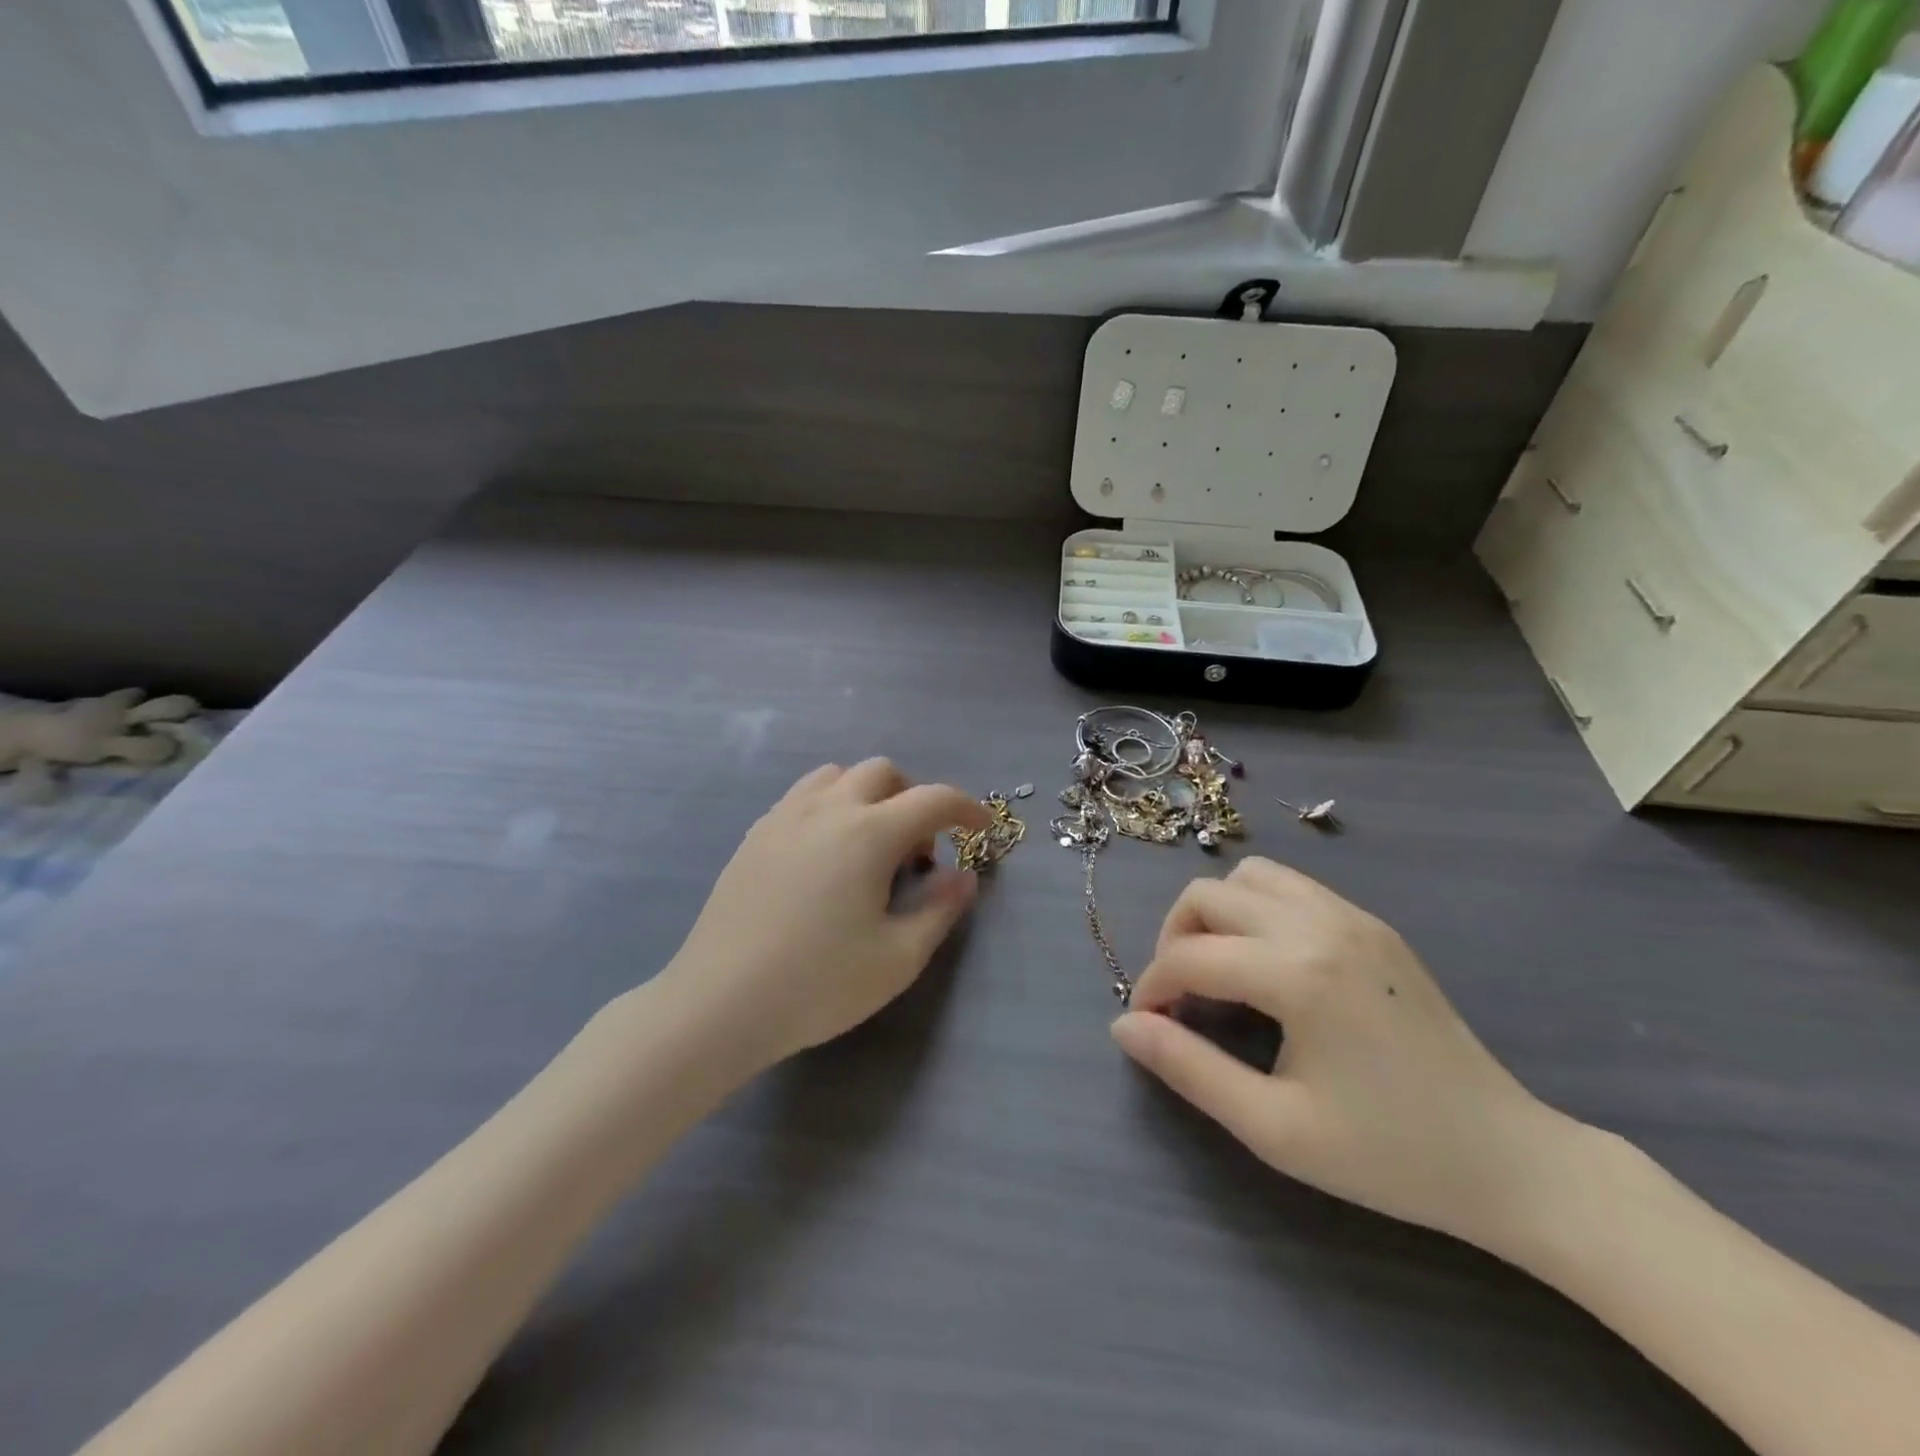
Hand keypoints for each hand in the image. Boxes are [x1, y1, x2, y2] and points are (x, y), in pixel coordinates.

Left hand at [659, 760, 991, 1070]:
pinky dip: (830, 808)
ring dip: (867, 796)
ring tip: (868, 848)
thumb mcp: (898, 958)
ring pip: (837, 776)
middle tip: (915, 854)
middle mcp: (827, 809)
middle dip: (913, 799)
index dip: (967, 809)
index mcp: (869, 833)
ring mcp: (784, 817)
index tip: (981, 830)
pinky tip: (824, 858)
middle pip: (883, 773)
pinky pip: (802, 797)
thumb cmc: (819, 984)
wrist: (720, 1003)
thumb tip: (964, 876)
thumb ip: (940, 909)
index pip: (933, 799)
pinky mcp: (755, 835)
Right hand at [1111, 857, 1579, 1251]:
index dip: (1153, 986)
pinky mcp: (1373, 925)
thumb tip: (1124, 1025)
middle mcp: (1320, 925)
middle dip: (1175, 940)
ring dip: (1217, 914)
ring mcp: (1352, 917)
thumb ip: (1189, 1068)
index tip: (1148, 1023)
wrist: (1508, 1159)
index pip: (1190, 956)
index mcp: (1297, 974)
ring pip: (1249, 877)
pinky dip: (1258, 909)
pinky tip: (1269, 964)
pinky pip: (1292, 887)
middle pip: (1207, 895)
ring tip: (1221, 970)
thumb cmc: (1387, 1155)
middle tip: (1180, 997)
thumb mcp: (1274, 1127)